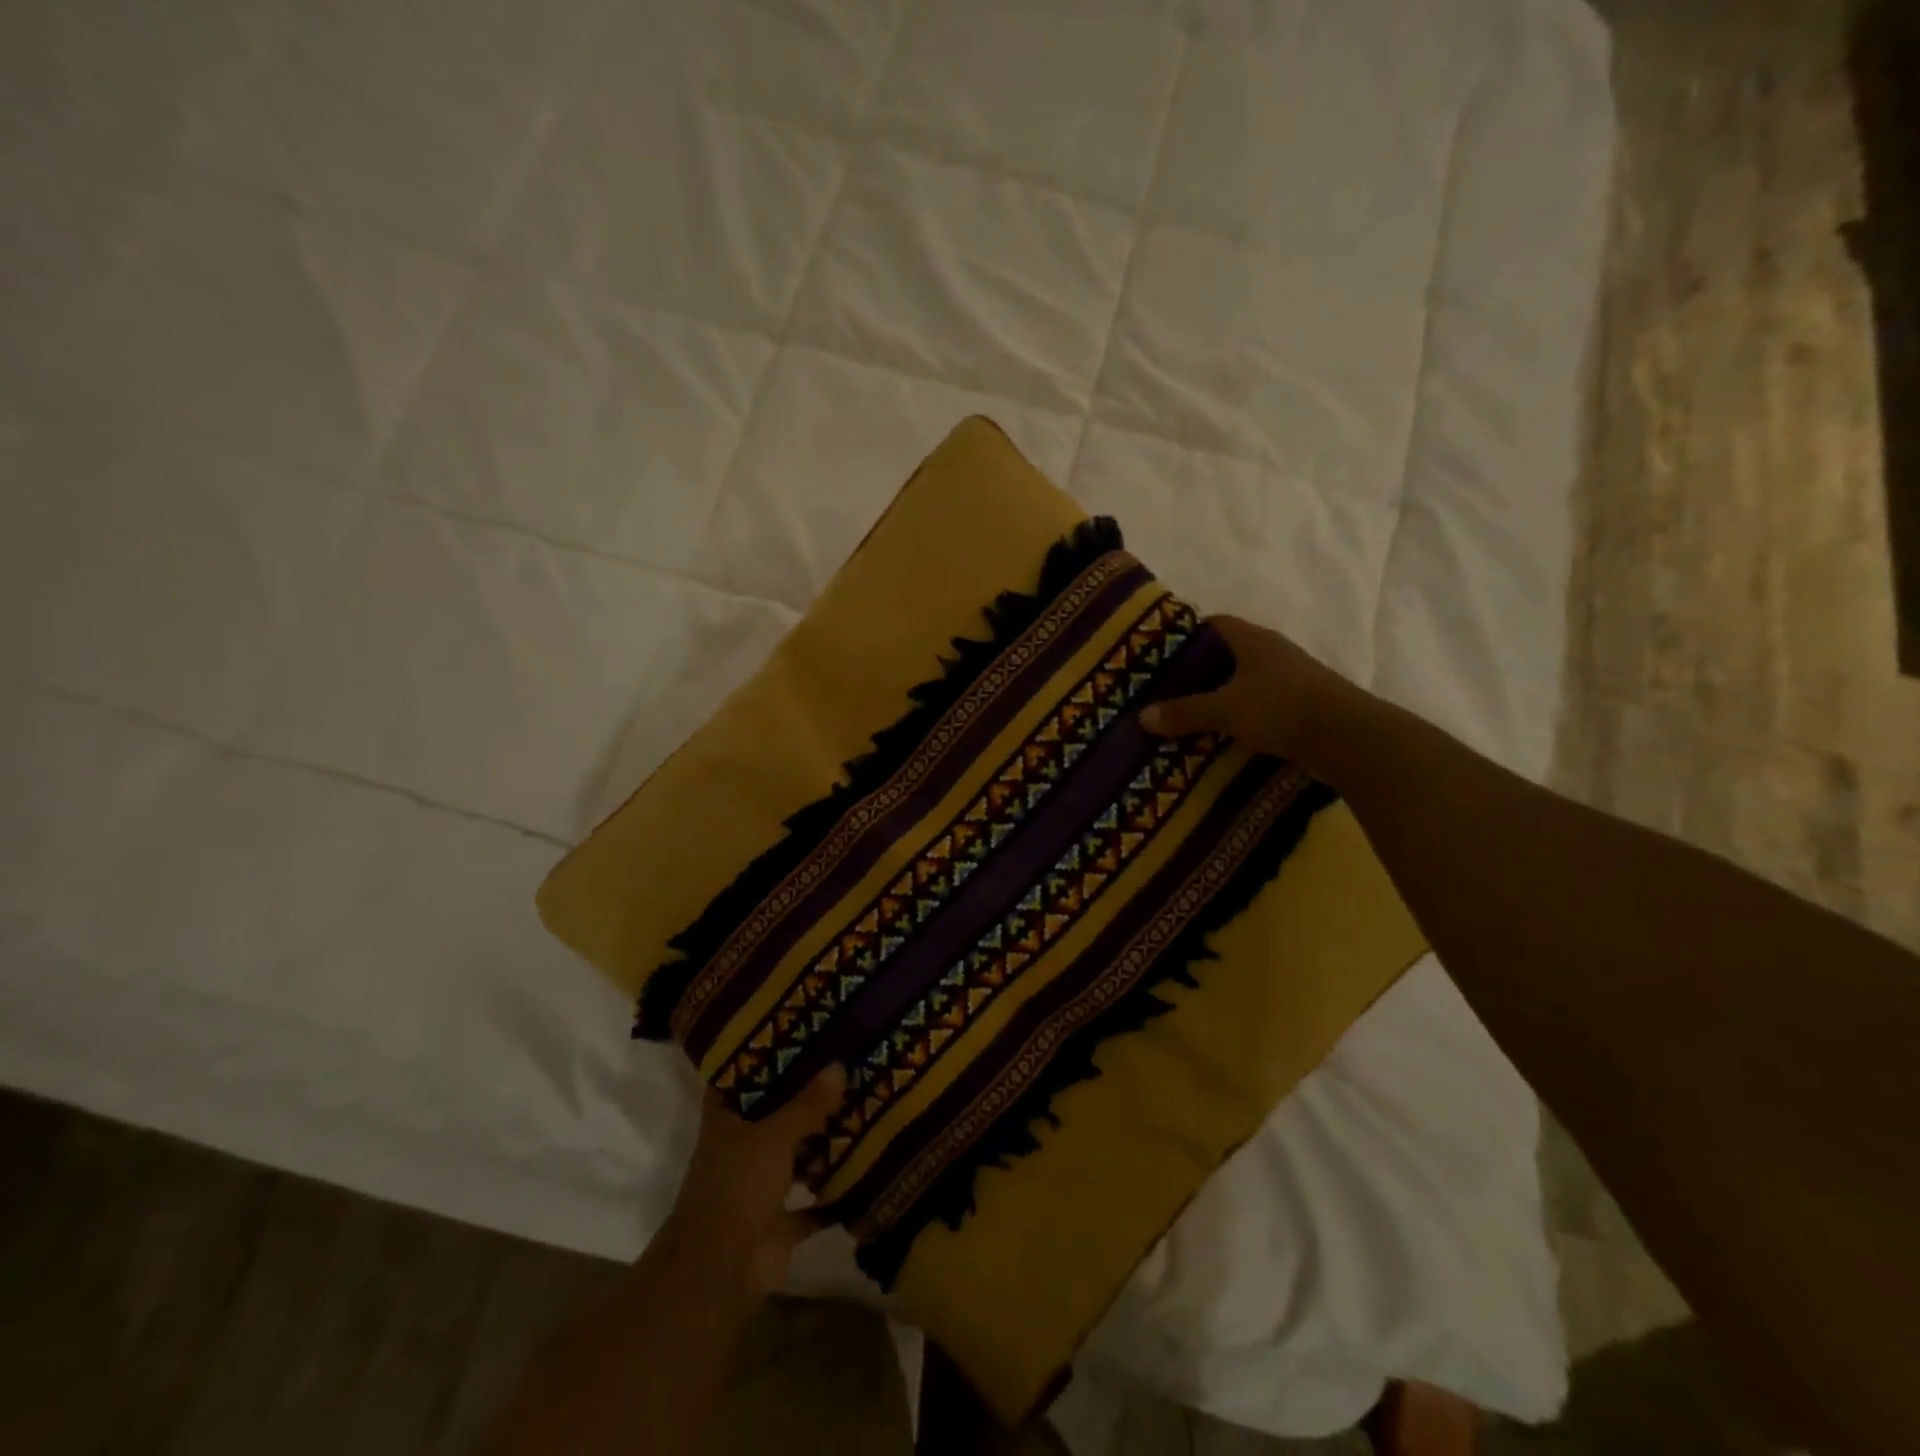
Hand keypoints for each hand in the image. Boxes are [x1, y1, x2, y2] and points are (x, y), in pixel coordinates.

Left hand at [661, 1067, 848, 1296]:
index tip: (794, 1031)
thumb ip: (807, 1104)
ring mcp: (759, 1186)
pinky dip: (833, 1192)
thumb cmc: (737, 1187)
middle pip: (774, 1113)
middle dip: (804, 1095)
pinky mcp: (779, 1221)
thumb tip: (839, 1066)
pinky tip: (865, 1168)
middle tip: (844, 1062)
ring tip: (860, 1105)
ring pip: (794, 1154)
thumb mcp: (774, 1135)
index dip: (760, 1055)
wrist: (720, 1273)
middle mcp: (740, 1148)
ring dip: (820, 1140)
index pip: (739, 1077)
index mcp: (726, 1121)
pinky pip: (812, 1201)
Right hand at [1138, 616, 1362, 773]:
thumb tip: (1142, 716)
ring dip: (1220, 695)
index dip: (1185, 636)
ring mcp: (1289, 678)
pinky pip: (1260, 704)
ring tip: (1188, 715)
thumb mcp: (1225, 709)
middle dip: (1198, 671)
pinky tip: (1222, 733)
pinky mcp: (1300, 705)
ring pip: (1244, 681)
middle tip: (1165, 691)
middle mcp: (1272, 652)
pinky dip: (1240, 715)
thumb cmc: (1281, 707)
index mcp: (1252, 640)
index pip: (1213, 624)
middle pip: (1226, 654)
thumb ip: (1184, 712)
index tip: (1159, 656)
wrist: (1348, 737)